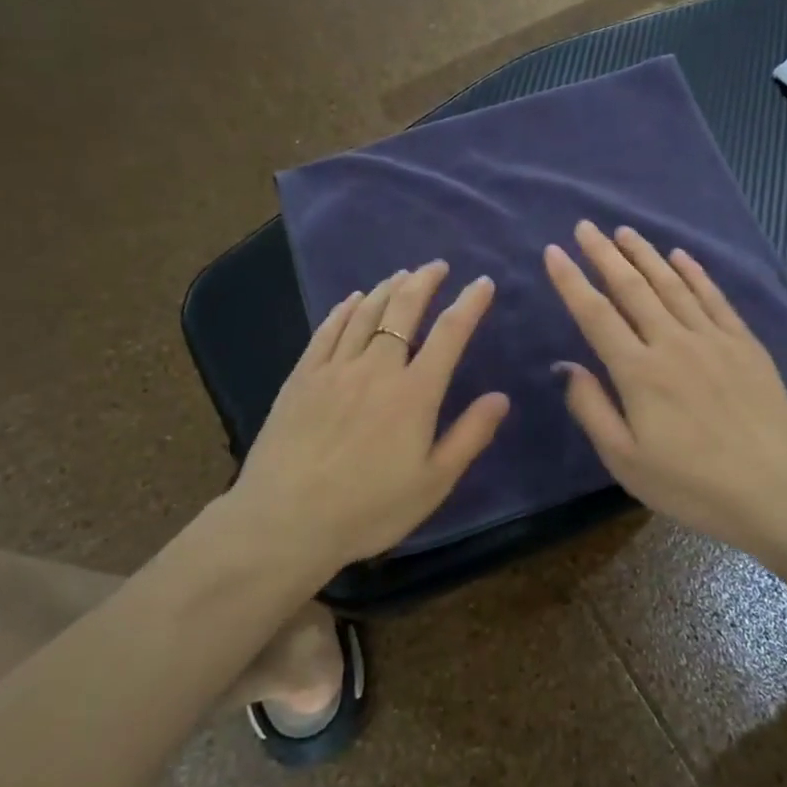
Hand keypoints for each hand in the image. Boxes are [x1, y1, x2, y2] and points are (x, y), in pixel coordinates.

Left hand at [226, 262, 508, 573]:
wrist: (285, 521)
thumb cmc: (368, 509)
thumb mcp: (432, 483)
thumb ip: (469, 436)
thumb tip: (501, 397)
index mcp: (414, 393)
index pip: (450, 334)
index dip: (470, 304)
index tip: (483, 283)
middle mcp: (376, 368)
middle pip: (403, 310)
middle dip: (424, 281)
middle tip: (437, 266)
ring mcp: (334, 369)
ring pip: (365, 313)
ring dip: (387, 289)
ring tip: (401, 275)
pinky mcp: (301, 377)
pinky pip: (327, 330)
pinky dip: (344, 309)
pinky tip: (352, 299)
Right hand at [544, 222, 786, 551]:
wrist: (775, 491)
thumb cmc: (691, 483)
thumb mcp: (626, 460)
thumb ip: (592, 408)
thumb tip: (566, 366)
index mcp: (638, 372)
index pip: (596, 314)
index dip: (571, 281)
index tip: (554, 252)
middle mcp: (672, 343)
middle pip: (632, 288)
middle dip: (604, 254)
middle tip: (586, 227)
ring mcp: (712, 339)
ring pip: (671, 285)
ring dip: (645, 255)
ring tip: (625, 232)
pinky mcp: (744, 344)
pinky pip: (714, 298)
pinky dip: (694, 273)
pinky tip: (680, 256)